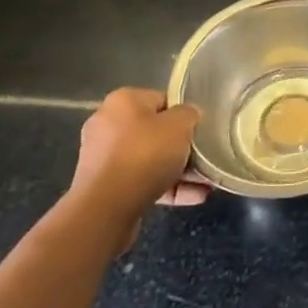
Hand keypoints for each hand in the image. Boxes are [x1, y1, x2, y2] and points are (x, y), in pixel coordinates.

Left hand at [71, 88, 207, 230]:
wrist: (106, 208)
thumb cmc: (145, 155)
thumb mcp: (180, 125)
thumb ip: (189, 114)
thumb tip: (189, 116)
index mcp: (123, 101)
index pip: (162, 100)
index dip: (184, 115)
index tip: (200, 130)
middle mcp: (108, 124)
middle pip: (155, 132)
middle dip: (181, 148)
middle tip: (204, 158)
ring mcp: (103, 158)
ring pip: (149, 160)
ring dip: (178, 171)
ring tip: (205, 184)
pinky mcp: (104, 187)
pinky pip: (141, 182)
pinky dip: (165, 188)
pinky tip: (193, 197)